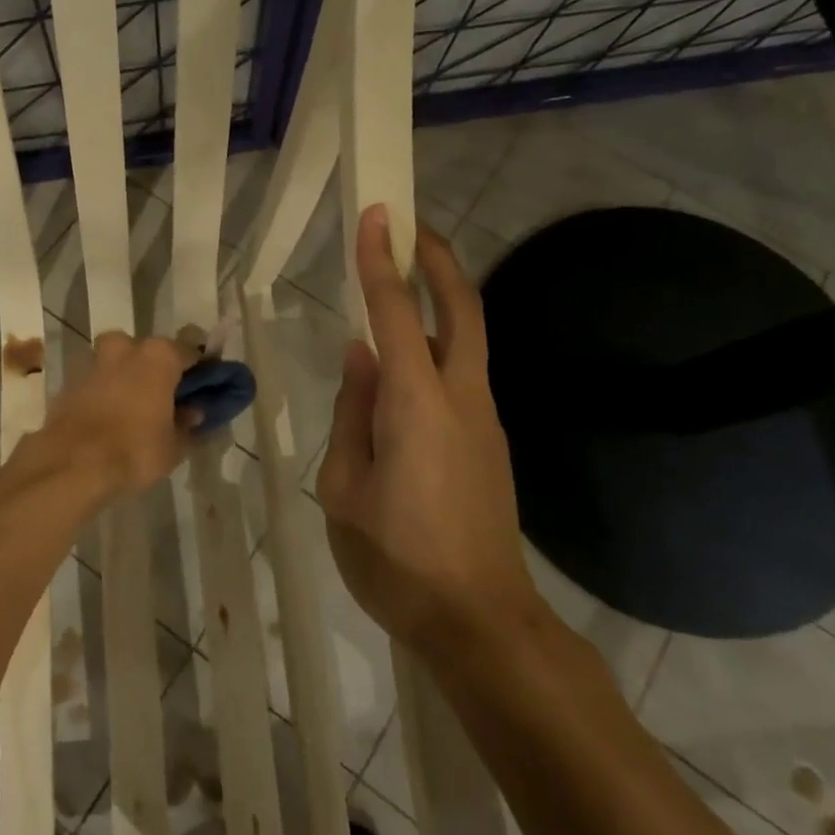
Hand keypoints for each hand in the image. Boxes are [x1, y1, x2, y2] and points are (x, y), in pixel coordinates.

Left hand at [42, 331, 199, 498]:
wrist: (71, 465)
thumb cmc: (134, 450)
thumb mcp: (174, 446)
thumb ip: (187, 424)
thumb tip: (193, 412)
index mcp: (159, 356)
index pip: (190, 350)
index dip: (200, 367)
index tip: (206, 384)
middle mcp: (126, 348)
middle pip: (149, 350)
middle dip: (158, 368)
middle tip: (166, 396)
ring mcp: (94, 362)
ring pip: (119, 361)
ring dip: (129, 377)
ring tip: (136, 407)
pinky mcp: (71, 382)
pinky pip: (98, 381)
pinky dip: (106, 392)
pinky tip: (111, 417)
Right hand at [316, 205, 541, 651]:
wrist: (479, 621)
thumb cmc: (395, 559)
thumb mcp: (344, 487)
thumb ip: (352, 413)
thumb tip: (360, 355)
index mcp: (416, 405)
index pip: (397, 314)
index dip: (382, 261)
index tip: (376, 214)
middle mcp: (461, 398)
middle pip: (461, 309)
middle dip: (439, 259)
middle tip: (410, 225)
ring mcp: (484, 420)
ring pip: (466, 339)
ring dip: (440, 299)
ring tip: (400, 280)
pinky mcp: (489, 442)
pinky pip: (460, 374)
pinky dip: (437, 343)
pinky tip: (404, 363)